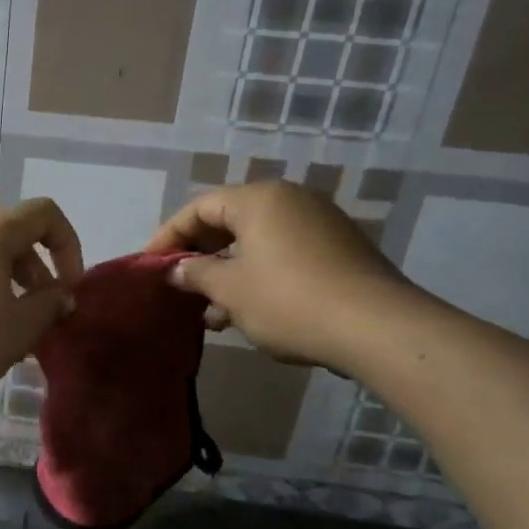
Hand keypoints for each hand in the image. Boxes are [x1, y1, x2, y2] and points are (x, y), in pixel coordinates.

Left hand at [0, 199, 82, 405]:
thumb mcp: (18, 328)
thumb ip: (49, 306)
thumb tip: (60, 295)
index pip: (45, 214)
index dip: (69, 246)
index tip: (70, 290)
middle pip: (15, 237)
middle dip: (40, 273)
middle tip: (43, 317)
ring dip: (11, 288)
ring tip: (12, 333)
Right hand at [144, 181, 414, 370]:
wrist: (378, 329)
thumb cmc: (289, 300)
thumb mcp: (230, 290)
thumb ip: (196, 274)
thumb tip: (177, 269)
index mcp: (260, 199)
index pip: (199, 208)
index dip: (169, 236)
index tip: (150, 266)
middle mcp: (291, 201)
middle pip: (229, 223)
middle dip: (199, 257)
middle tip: (179, 288)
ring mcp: (320, 225)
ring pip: (256, 244)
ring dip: (227, 275)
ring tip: (210, 315)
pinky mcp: (339, 252)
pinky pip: (283, 256)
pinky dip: (258, 278)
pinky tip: (246, 314)